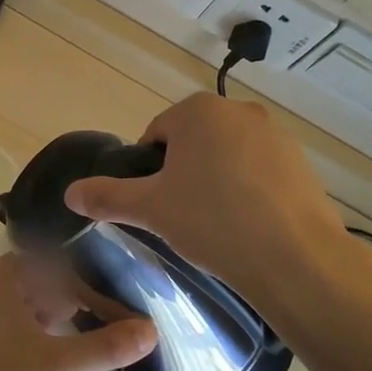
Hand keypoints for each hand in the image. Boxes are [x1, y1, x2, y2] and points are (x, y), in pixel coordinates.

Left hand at [0, 255, 156, 370]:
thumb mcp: (61, 368)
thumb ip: (106, 347)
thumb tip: (151, 329)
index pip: (29, 257)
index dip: (59, 262)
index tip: (92, 271)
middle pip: (29, 284)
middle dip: (62, 290)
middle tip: (100, 300)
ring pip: (23, 312)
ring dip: (53, 315)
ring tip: (90, 325)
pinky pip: (18, 337)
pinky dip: (43, 338)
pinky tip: (66, 357)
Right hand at [63, 94, 349, 311]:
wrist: (296, 259)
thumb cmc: (213, 222)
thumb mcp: (151, 209)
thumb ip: (106, 196)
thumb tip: (69, 193)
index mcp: (198, 111)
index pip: (157, 134)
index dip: (150, 170)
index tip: (157, 204)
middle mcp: (239, 111)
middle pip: (194, 141)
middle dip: (184, 173)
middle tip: (183, 215)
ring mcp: (276, 135)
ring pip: (229, 156)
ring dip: (217, 180)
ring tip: (218, 224)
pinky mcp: (302, 162)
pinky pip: (261, 171)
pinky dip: (250, 191)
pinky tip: (250, 226)